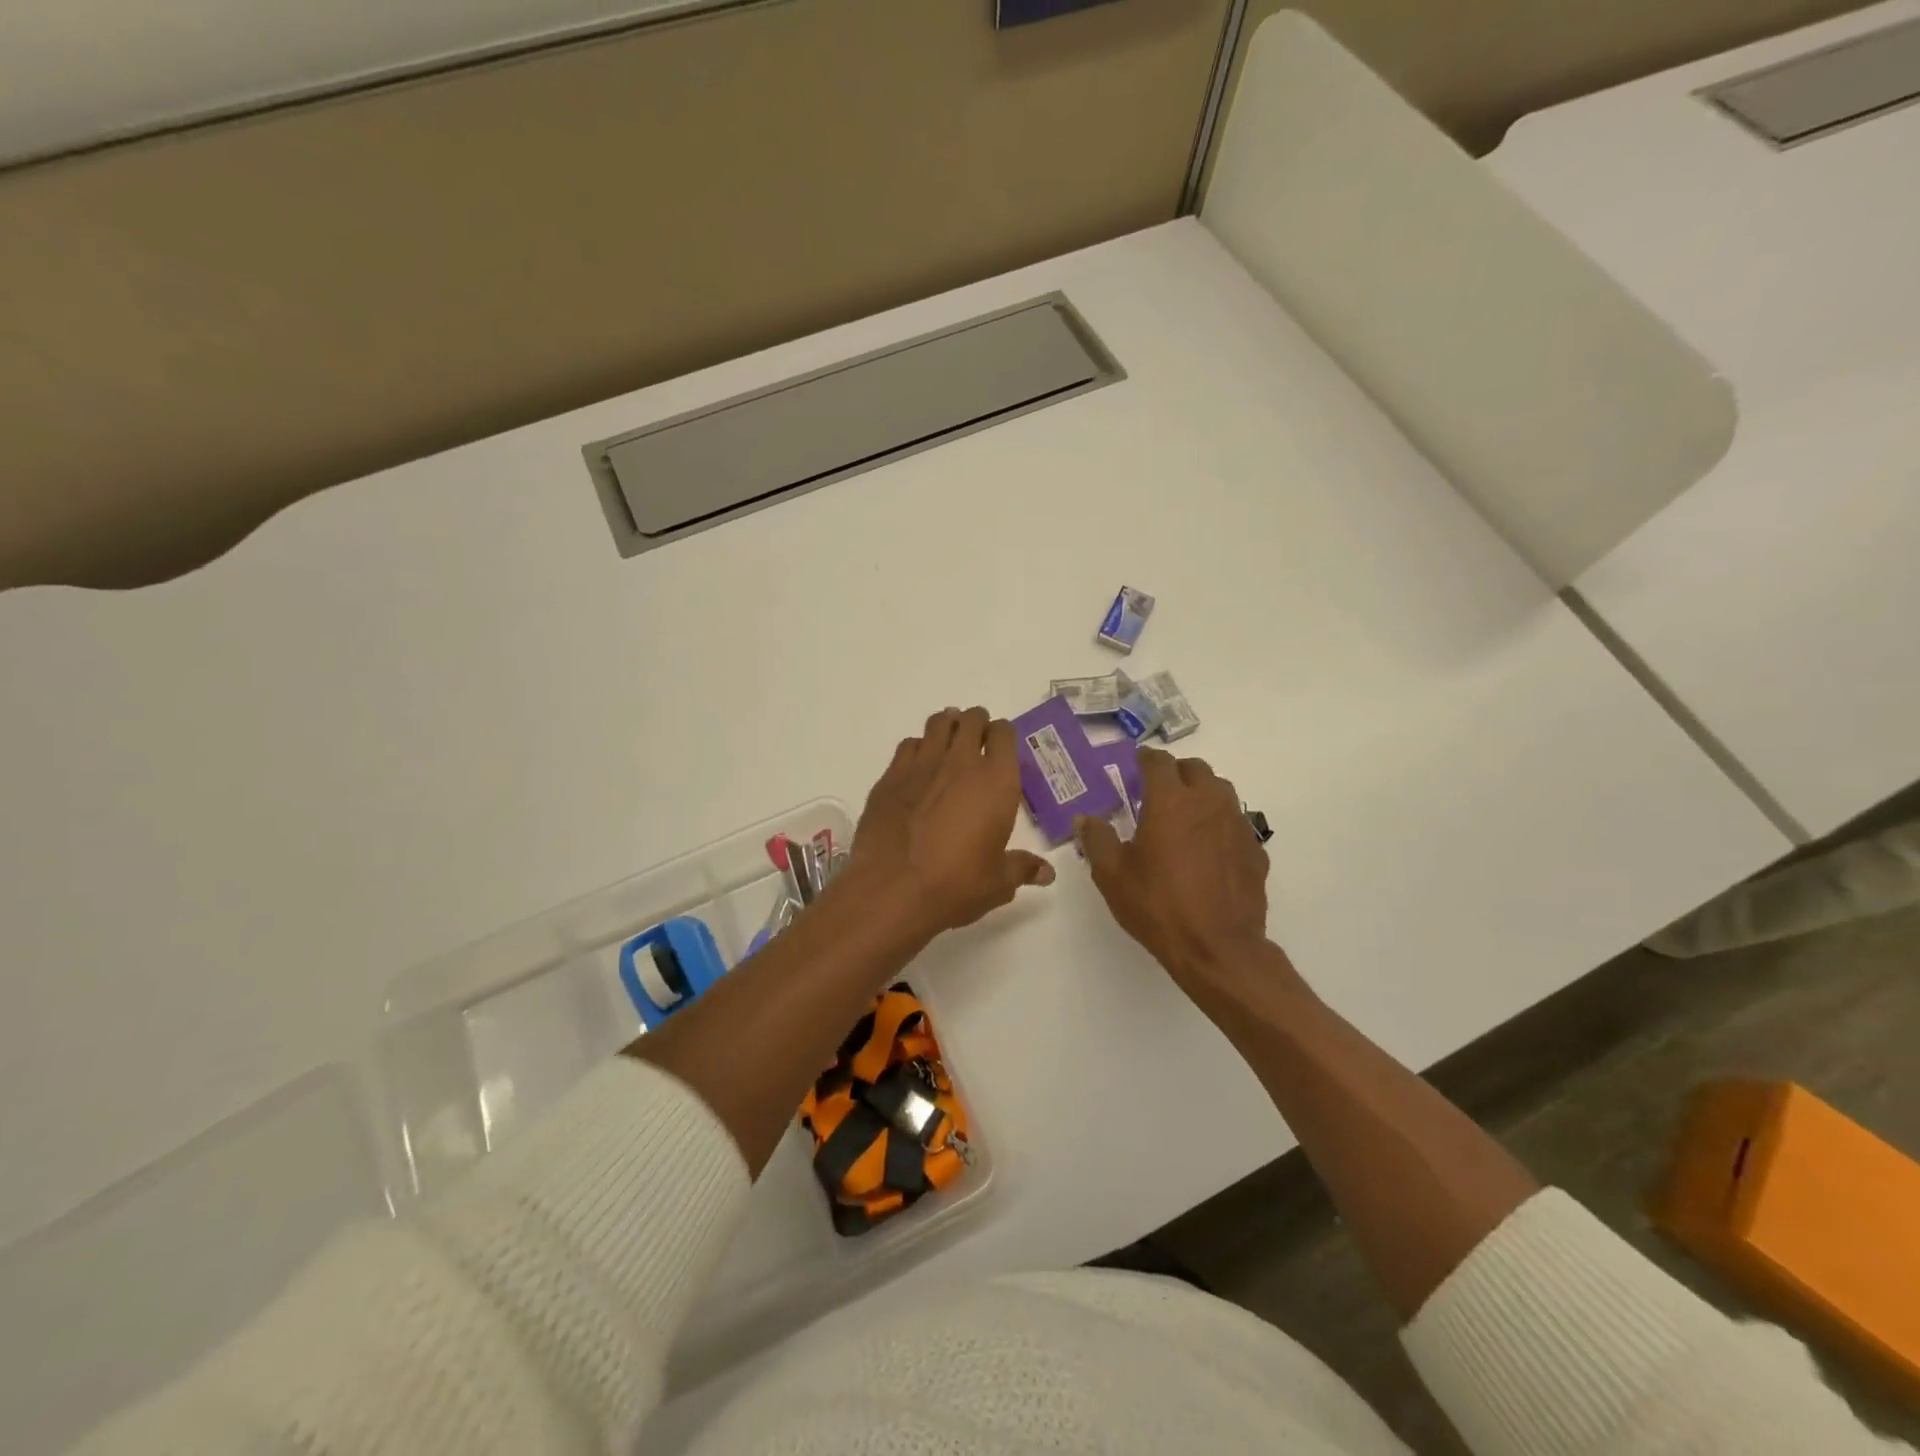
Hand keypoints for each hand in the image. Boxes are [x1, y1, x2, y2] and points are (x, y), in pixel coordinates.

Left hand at [847, 706, 1055, 936]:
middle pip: (971, 719)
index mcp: (996, 780)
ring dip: (947, 726)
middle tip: (977, 741)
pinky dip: (917, 747)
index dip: (1003, 735)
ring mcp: (922, 765)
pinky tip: (918, 767)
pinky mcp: (890, 776)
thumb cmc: (956, 884)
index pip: (1004, 733)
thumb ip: (1022, 868)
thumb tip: (1047, 873)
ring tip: (949, 741)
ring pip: (938, 723)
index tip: (1001, 747)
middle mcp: (960, 762)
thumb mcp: (998, 882)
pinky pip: (908, 745)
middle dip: (977, 724)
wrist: (892, 889)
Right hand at [1076, 747, 1272, 992]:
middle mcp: (1208, 802)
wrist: (1219, 948)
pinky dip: (1219, 825)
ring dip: (1200, 794)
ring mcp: (1237, 825)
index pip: (1159, 761)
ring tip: (1183, 818)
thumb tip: (1085, 819)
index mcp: (1171, 801)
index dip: (1144, 759)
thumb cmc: (1159, 906)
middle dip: (1175, 773)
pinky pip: (1235, 823)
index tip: (1135, 766)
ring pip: (1220, 791)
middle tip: (1156, 793)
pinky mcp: (1256, 850)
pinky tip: (1207, 851)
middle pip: (1195, 768)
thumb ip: (1097, 840)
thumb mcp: (1113, 875)